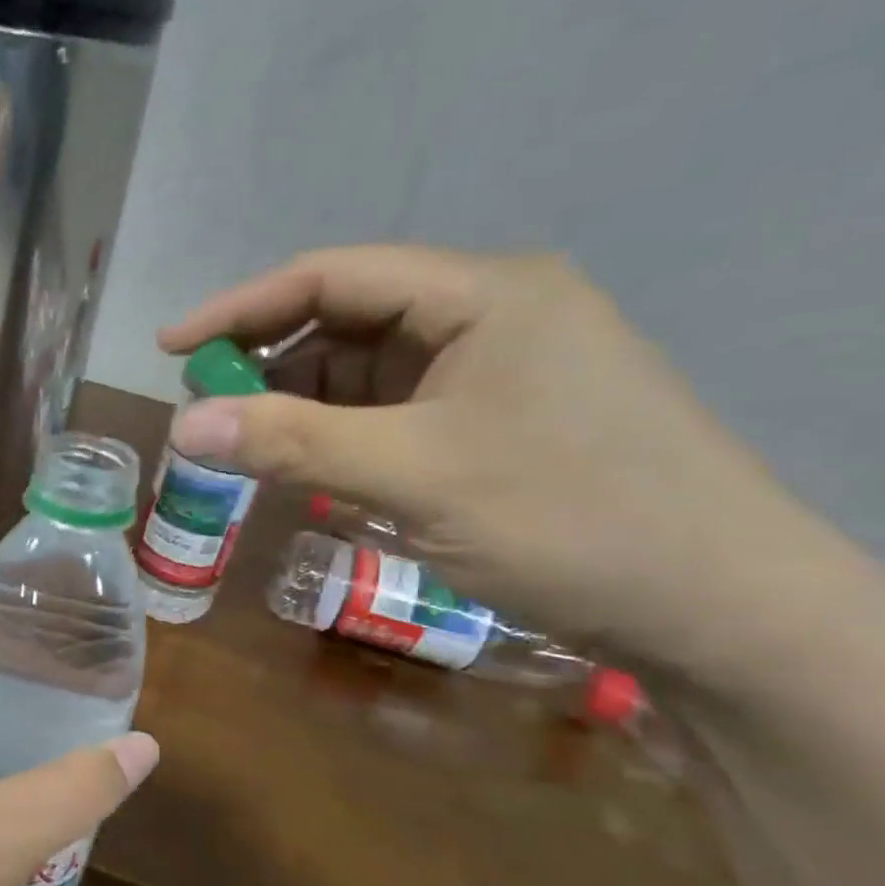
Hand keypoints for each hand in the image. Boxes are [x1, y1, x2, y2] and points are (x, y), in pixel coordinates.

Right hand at [159, 246, 859, 680]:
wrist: (714, 608)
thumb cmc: (569, 519)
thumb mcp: (413, 476)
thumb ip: (291, 443)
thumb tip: (181, 426)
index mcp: (484, 294)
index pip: (333, 276)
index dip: (240, 307)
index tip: (170, 348)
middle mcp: (489, 314)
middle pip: (345, 319)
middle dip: (266, 360)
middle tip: (203, 407)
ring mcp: (494, 368)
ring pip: (364, 370)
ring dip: (298, 402)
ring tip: (243, 443)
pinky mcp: (492, 419)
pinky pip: (389, 410)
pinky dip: (337, 432)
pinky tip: (305, 464)